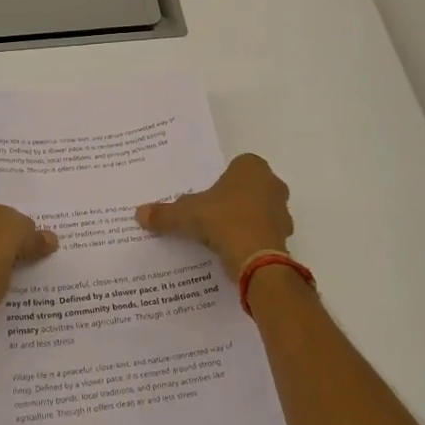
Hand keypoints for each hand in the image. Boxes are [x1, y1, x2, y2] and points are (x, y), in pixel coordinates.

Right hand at [136, 154, 292, 279]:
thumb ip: (164, 213)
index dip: (222, 180)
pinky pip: (265, 234)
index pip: (238, 165)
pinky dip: (252, 240)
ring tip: (221, 236)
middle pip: (250, 188)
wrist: (257, 259)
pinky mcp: (285, 237)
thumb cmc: (223, 221)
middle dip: (234, 199)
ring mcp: (283, 212)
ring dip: (245, 220)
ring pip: (260, 211)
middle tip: (212, 214)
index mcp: (252, 168)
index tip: (208, 195)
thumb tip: (139, 213)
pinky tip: (234, 251)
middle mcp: (272, 184)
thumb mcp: (186, 215)